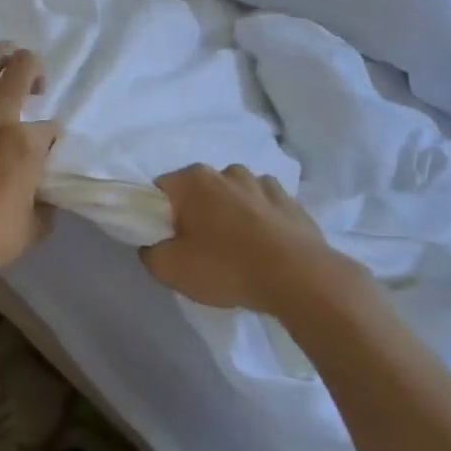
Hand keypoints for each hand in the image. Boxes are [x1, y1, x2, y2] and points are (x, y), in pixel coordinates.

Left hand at [0, 44, 59, 285]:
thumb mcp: (34, 226)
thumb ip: (44, 202)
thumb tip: (41, 194)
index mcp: (26, 144)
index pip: (50, 127)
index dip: (51, 135)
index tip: (45, 147)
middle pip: (22, 69)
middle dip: (34, 69)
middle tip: (35, 83)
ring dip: (0, 56)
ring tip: (5, 61)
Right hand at [141, 164, 356, 314]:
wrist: (300, 278)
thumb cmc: (227, 268)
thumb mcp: (170, 269)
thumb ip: (150, 252)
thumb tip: (154, 245)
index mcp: (195, 180)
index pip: (160, 190)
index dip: (156, 216)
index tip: (165, 241)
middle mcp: (228, 171)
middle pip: (198, 192)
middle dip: (194, 214)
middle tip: (198, 251)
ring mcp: (264, 183)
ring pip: (233, 197)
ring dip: (229, 216)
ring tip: (235, 252)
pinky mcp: (291, 201)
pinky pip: (263, 208)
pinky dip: (258, 222)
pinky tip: (262, 249)